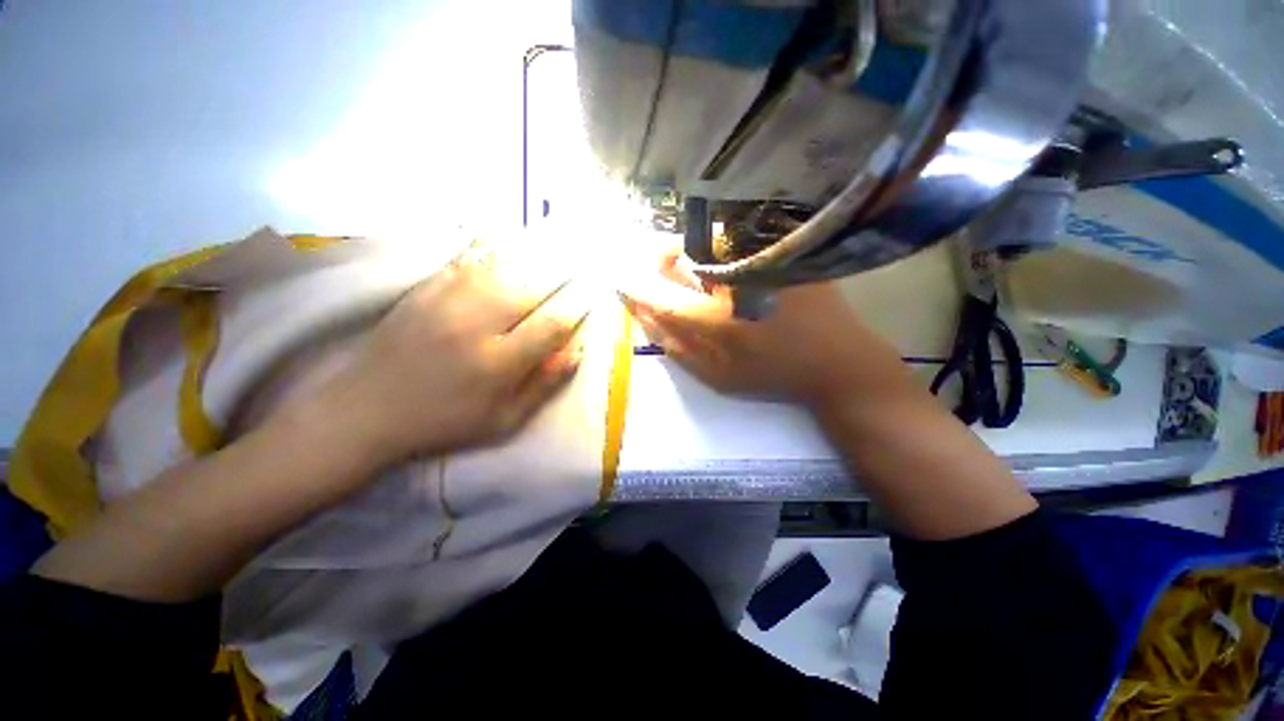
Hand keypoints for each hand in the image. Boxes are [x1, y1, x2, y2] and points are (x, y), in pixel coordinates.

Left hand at [323, 246, 589, 465]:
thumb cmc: (444, 422)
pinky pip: (466, 263)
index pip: (550, 325)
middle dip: (560, 279)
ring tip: (552, 251)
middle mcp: (475, 325)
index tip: (588, 303)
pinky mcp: (423, 291)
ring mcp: (445, 302)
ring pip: (502, 269)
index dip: (575, 312)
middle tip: (578, 268)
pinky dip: (492, 253)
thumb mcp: (504, 421)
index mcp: (497, 363)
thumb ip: (543, 385)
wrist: (365, 410)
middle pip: (530, 290)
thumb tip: (576, 351)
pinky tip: (505, 248)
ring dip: (531, 261)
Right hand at [619, 250, 897, 409]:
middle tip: (664, 271)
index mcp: (717, 320)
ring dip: (692, 251)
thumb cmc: (771, 374)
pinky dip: (721, 247)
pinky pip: (736, 236)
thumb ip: (674, 346)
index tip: (621, 281)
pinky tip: (730, 265)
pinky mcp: (784, 248)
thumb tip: (641, 315)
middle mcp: (736, 280)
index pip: (661, 296)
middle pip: (680, 253)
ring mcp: (762, 258)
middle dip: (663, 261)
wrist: (836, 360)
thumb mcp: (716, 376)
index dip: (636, 288)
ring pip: (707, 239)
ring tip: (700, 270)